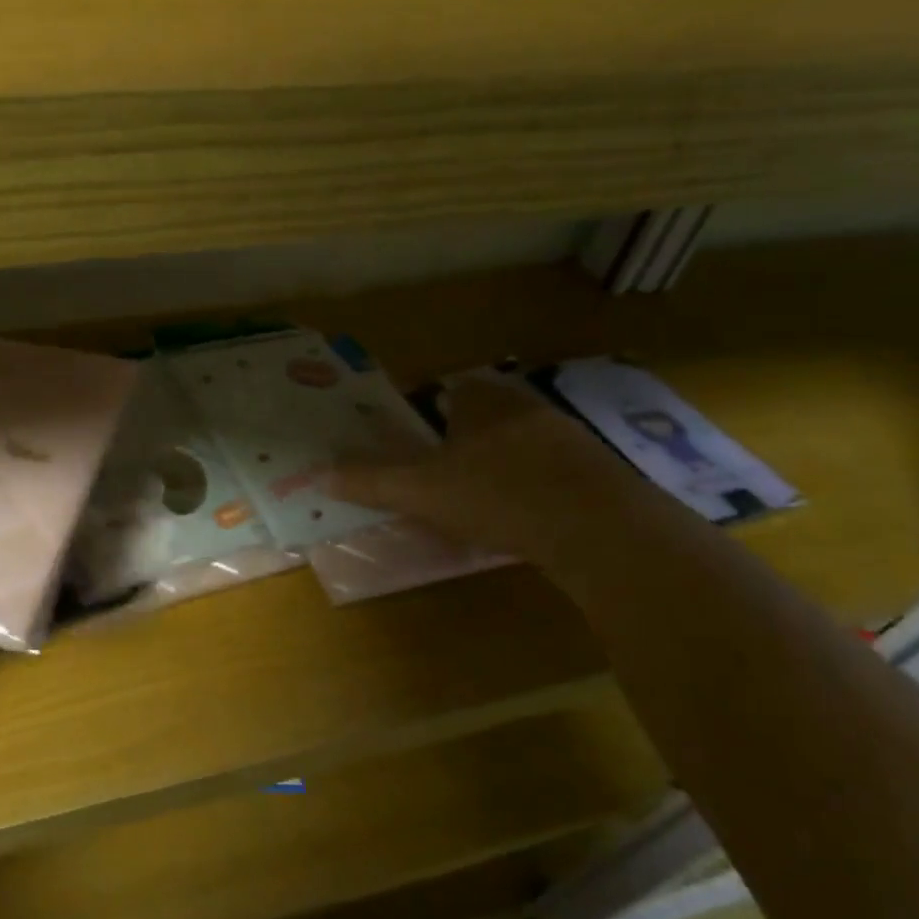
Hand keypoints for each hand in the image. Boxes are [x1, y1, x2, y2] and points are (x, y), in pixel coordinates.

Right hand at [330, 373, 629, 561]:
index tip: (420, 443)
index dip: (431, 412)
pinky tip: (528, 516)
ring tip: (484, 499)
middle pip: (486, 415)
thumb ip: (371, 480)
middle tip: (446, 475)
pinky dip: (537, 486)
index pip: (450, 390)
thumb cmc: (498, 494)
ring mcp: (568, 435)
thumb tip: (319, 473)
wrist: (599, 527)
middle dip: (466, 439)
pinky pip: (554, 470)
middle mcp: (525, 406)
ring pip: (522, 442)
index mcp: (482, 401)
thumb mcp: (422, 490)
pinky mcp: (598, 469)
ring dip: (503, 463)